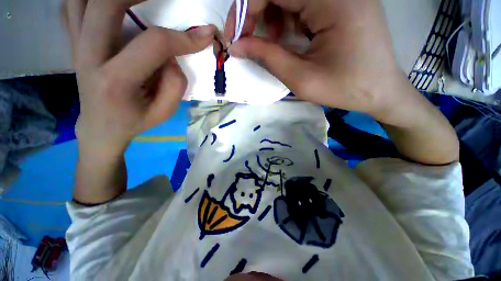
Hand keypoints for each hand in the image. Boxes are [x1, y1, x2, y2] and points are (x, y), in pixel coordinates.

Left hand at [64, 0, 214, 156]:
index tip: (206, 34)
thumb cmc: (135, 120)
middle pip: (107, 3)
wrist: (100, 126)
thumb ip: (176, 84)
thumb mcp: (165, 112)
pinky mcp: (74, 41)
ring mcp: (76, 45)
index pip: (154, 44)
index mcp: (116, 81)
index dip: (184, 37)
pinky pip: (72, 5)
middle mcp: (88, 56)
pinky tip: (110, 3)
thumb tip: (173, 56)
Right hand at [225, 0, 404, 119]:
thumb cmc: (344, 88)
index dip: (245, 8)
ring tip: (273, 42)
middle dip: (256, 12)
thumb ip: (267, 57)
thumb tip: (236, 46)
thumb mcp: (301, 78)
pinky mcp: (342, 1)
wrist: (380, 91)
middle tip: (248, 40)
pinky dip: (288, 17)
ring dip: (273, 15)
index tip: (234, 36)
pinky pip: (304, 1)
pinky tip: (290, 36)